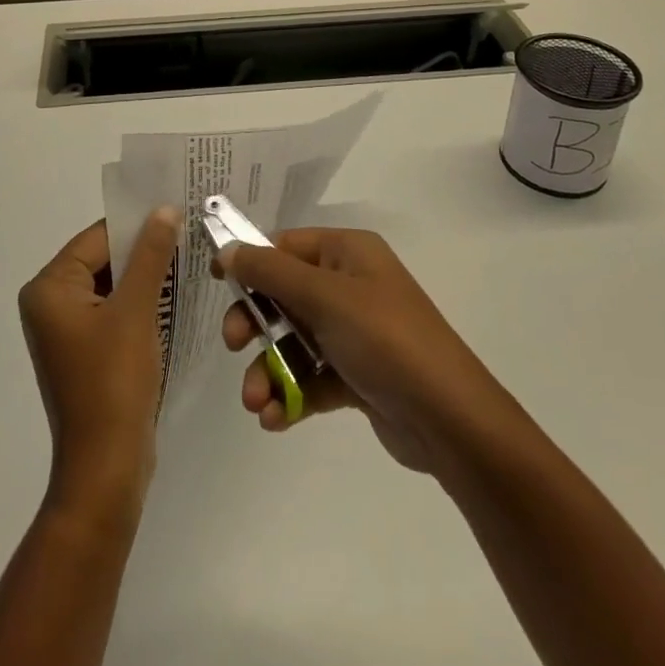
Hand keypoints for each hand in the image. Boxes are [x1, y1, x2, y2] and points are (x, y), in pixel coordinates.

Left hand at [19, 208, 180, 520]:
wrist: (107, 468)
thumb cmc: (114, 382)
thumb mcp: (136, 310)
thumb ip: (150, 255)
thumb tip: (165, 210)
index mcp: (49, 288)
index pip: (97, 237)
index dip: (137, 224)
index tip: (177, 212)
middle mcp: (50, 303)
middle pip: (103, 259)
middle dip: (144, 250)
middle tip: (188, 233)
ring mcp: (67, 330)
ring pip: (112, 285)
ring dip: (146, 276)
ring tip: (188, 260)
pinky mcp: (86, 351)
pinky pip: (114, 311)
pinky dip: (140, 303)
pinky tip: (174, 296)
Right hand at [217, 228, 505, 474]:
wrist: (449, 419)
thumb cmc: (384, 339)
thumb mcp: (324, 297)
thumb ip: (271, 272)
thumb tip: (227, 249)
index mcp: (347, 252)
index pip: (286, 246)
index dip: (250, 261)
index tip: (216, 282)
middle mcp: (350, 285)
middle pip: (285, 294)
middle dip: (255, 323)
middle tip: (233, 345)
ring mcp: (355, 331)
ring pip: (294, 340)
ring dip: (269, 369)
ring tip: (255, 402)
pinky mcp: (358, 374)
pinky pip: (312, 375)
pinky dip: (291, 393)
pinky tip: (274, 419)